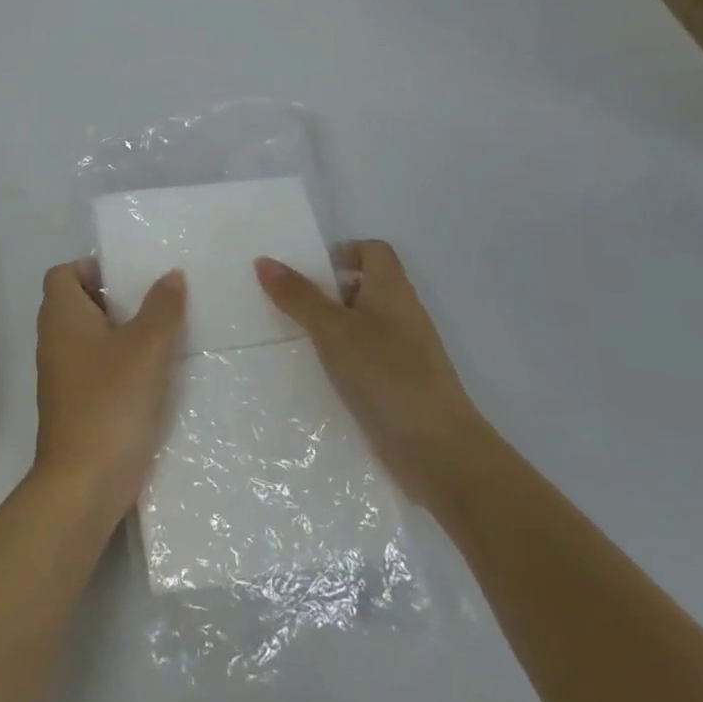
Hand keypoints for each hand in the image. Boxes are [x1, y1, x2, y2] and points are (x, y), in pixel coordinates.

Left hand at [30, 261, 185, 529]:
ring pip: (92, 337)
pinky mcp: (76, 404)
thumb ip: (162, 307)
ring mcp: (63, 375)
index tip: (131, 276)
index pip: (63, 273)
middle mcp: (55, 340)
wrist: (84, 483)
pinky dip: (122, 363)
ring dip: (124, 332)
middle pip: (80, 303)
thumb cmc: (111, 401)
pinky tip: (156, 373)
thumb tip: (171, 275)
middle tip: (157, 301)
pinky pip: (98, 368)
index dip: (92, 267)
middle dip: (117, 298)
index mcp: (62, 316)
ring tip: (165, 333)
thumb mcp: (146, 347)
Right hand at [254, 241, 489, 514]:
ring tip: (294, 338)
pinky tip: (318, 375)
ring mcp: (404, 352)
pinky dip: (343, 359)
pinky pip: (366, 358)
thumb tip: (264, 261)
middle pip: (364, 286)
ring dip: (332, 327)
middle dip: (327, 291)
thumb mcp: (332, 330)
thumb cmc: (386, 374)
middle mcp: (402, 314)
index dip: (342, 252)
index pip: (373, 250)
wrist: (438, 451)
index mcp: (392, 289)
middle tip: (288, 303)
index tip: (308, 271)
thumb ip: (298, 296)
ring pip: (363, 324)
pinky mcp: (400, 385)